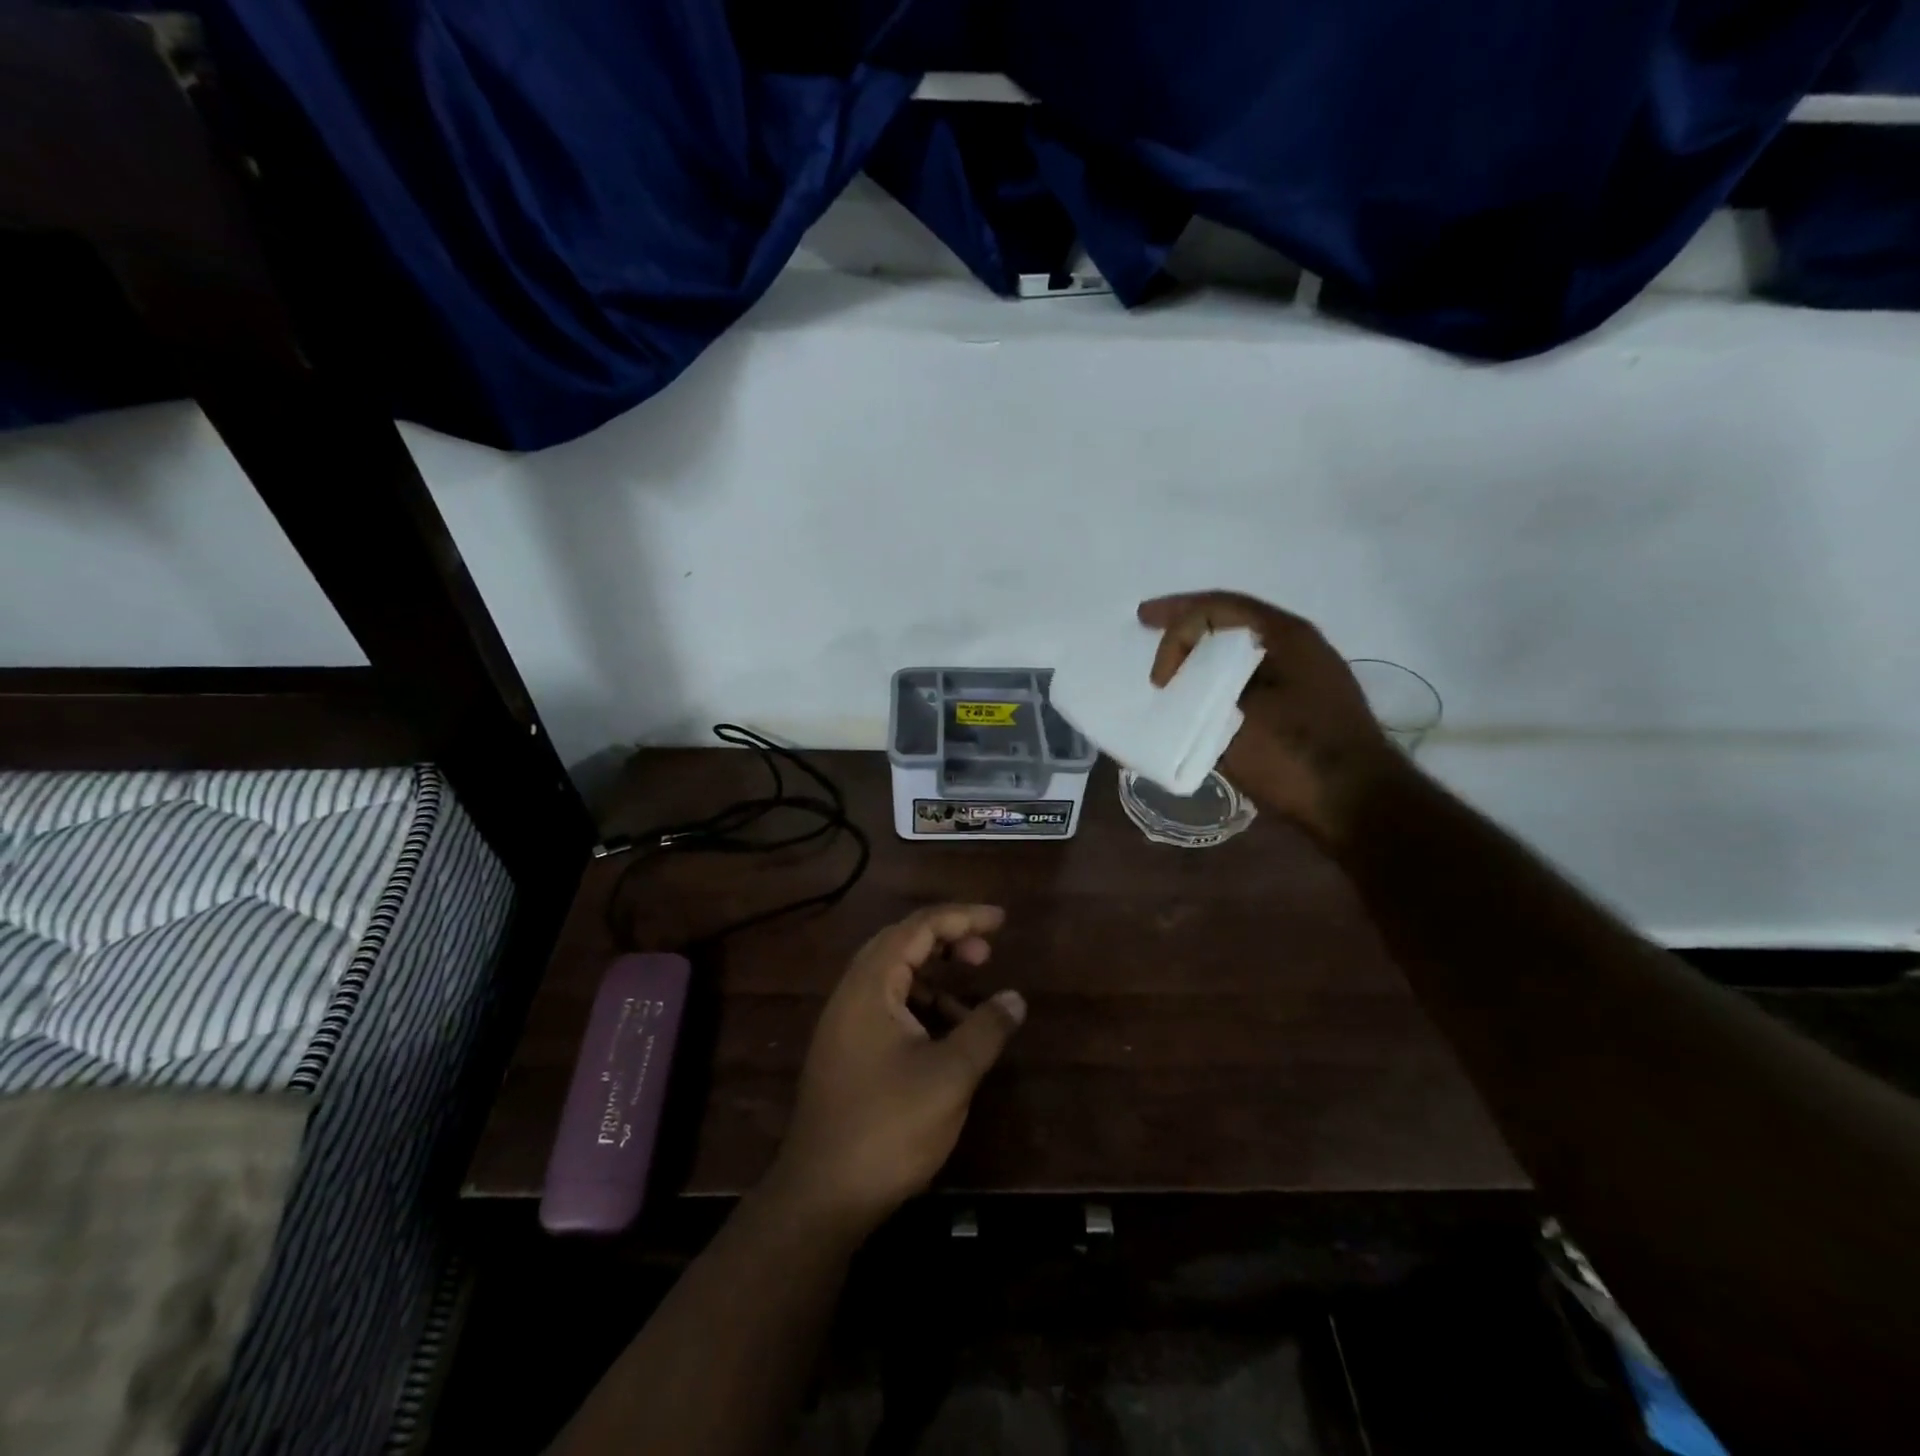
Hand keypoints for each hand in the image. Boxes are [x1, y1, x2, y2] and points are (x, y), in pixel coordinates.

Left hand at [766, 904, 1024, 1236]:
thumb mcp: (949, 1076)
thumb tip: (1015, 998)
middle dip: (947, 940)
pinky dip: (921, 1009)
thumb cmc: (888, 1127)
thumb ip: (986, 1029)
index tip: (1002, 921)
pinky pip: (888, 1008)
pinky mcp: (846, 1052)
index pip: (918, 927)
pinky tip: (946, 1039)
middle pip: (901, 943)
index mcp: (870, 985)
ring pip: (894, 978)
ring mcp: (844, 1024)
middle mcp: (851, 993)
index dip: (963, 917)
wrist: (821, 1197)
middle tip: (985, 953)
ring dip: (934, 979)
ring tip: (971, 1004)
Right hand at [1138, 590, 1403, 843]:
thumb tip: (1185, 682)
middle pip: (1231, 620)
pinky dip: (1221, 677)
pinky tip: (1203, 695)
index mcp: (1284, 635)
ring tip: (1172, 664)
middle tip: (1148, 624)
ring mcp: (1305, 675)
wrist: (1357, 804)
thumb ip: (1204, 687)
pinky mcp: (1304, 705)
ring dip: (1204, 652)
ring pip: (1242, 649)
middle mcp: (1298, 645)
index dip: (1174, 618)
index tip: (1152, 663)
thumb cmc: (1295, 754)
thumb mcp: (1237, 715)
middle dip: (1187, 624)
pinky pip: (1252, 676)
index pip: (1217, 606)